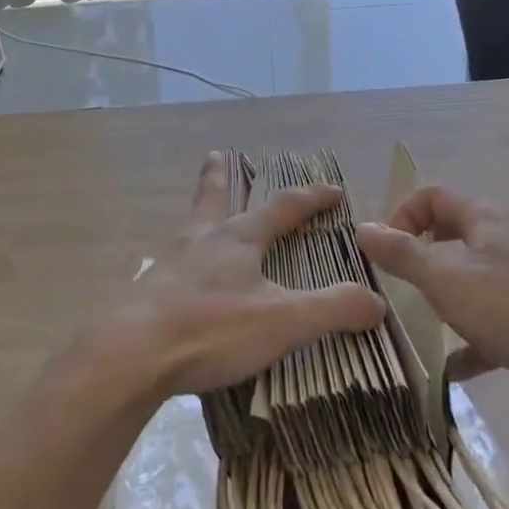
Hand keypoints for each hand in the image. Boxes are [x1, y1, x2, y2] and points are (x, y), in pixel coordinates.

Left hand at [103, 152, 387, 398]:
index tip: (334, 189)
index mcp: (238, 239)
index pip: (283, 208)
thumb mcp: (283, 322)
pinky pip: (168, 265)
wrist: (131, 352)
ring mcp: (169, 263)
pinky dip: (179, 260)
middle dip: (220, 178)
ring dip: (199, 215)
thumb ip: (332, 309)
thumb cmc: (212, 328)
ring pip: (189, 227)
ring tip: (198, 216)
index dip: (312, 198)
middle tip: (216, 156)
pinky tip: (176, 278)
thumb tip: (377, 302)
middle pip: (214, 199)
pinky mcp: (147, 292)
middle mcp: (202, 240)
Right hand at [357, 185, 508, 399]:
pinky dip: (473, 336)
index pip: (433, 196)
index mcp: (486, 219)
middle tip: (400, 282)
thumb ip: (400, 252)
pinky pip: (496, 318)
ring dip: (447, 293)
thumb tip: (362, 227)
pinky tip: (455, 366)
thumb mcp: (443, 277)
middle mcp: (508, 239)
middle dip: (422, 253)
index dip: (402, 215)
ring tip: (424, 318)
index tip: (384, 251)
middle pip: (454, 232)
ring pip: (475, 275)